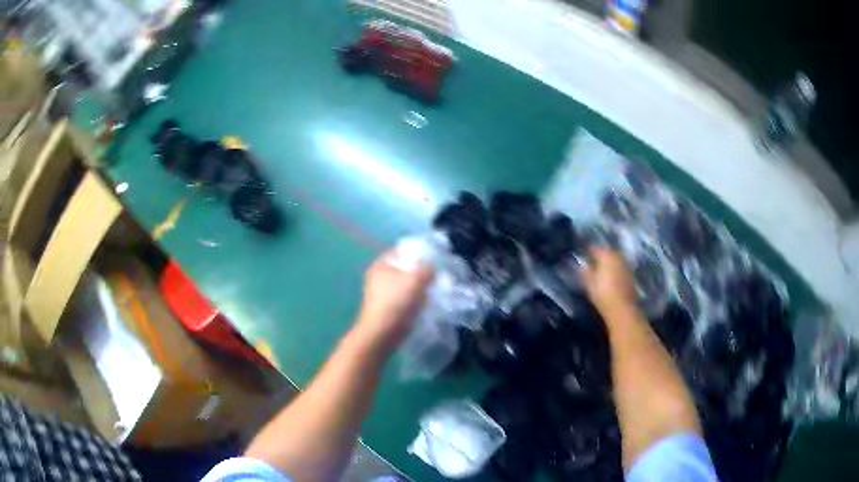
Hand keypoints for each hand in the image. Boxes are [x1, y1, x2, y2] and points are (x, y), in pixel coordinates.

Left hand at [355, 251, 434, 350]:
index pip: (402, 251)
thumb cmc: (396, 303)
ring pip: (406, 285)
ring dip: (419, 289)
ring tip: (433, 293)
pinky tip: (425, 306)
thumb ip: (427, 268)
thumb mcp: (416, 280)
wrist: (381, 335)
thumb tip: (432, 266)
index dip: (419, 253)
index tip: (435, 261)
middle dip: (421, 273)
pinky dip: (414, 301)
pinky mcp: (387, 309)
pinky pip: (404, 299)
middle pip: (405, 269)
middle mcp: (378, 277)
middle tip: (437, 278)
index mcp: (381, 264)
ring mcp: (381, 294)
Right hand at [582, 246, 636, 314]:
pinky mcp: (631, 274)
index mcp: (606, 255)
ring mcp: (626, 265)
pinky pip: (621, 268)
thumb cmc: (602, 293)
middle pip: (607, 252)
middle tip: (593, 262)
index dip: (588, 251)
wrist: (622, 307)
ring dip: (609, 263)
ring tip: (602, 270)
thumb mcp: (589, 283)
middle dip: (601, 256)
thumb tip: (581, 265)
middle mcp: (617, 256)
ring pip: (615, 259)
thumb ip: (584, 271)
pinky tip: (612, 277)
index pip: (594, 248)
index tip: (583, 255)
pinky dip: (616, 270)